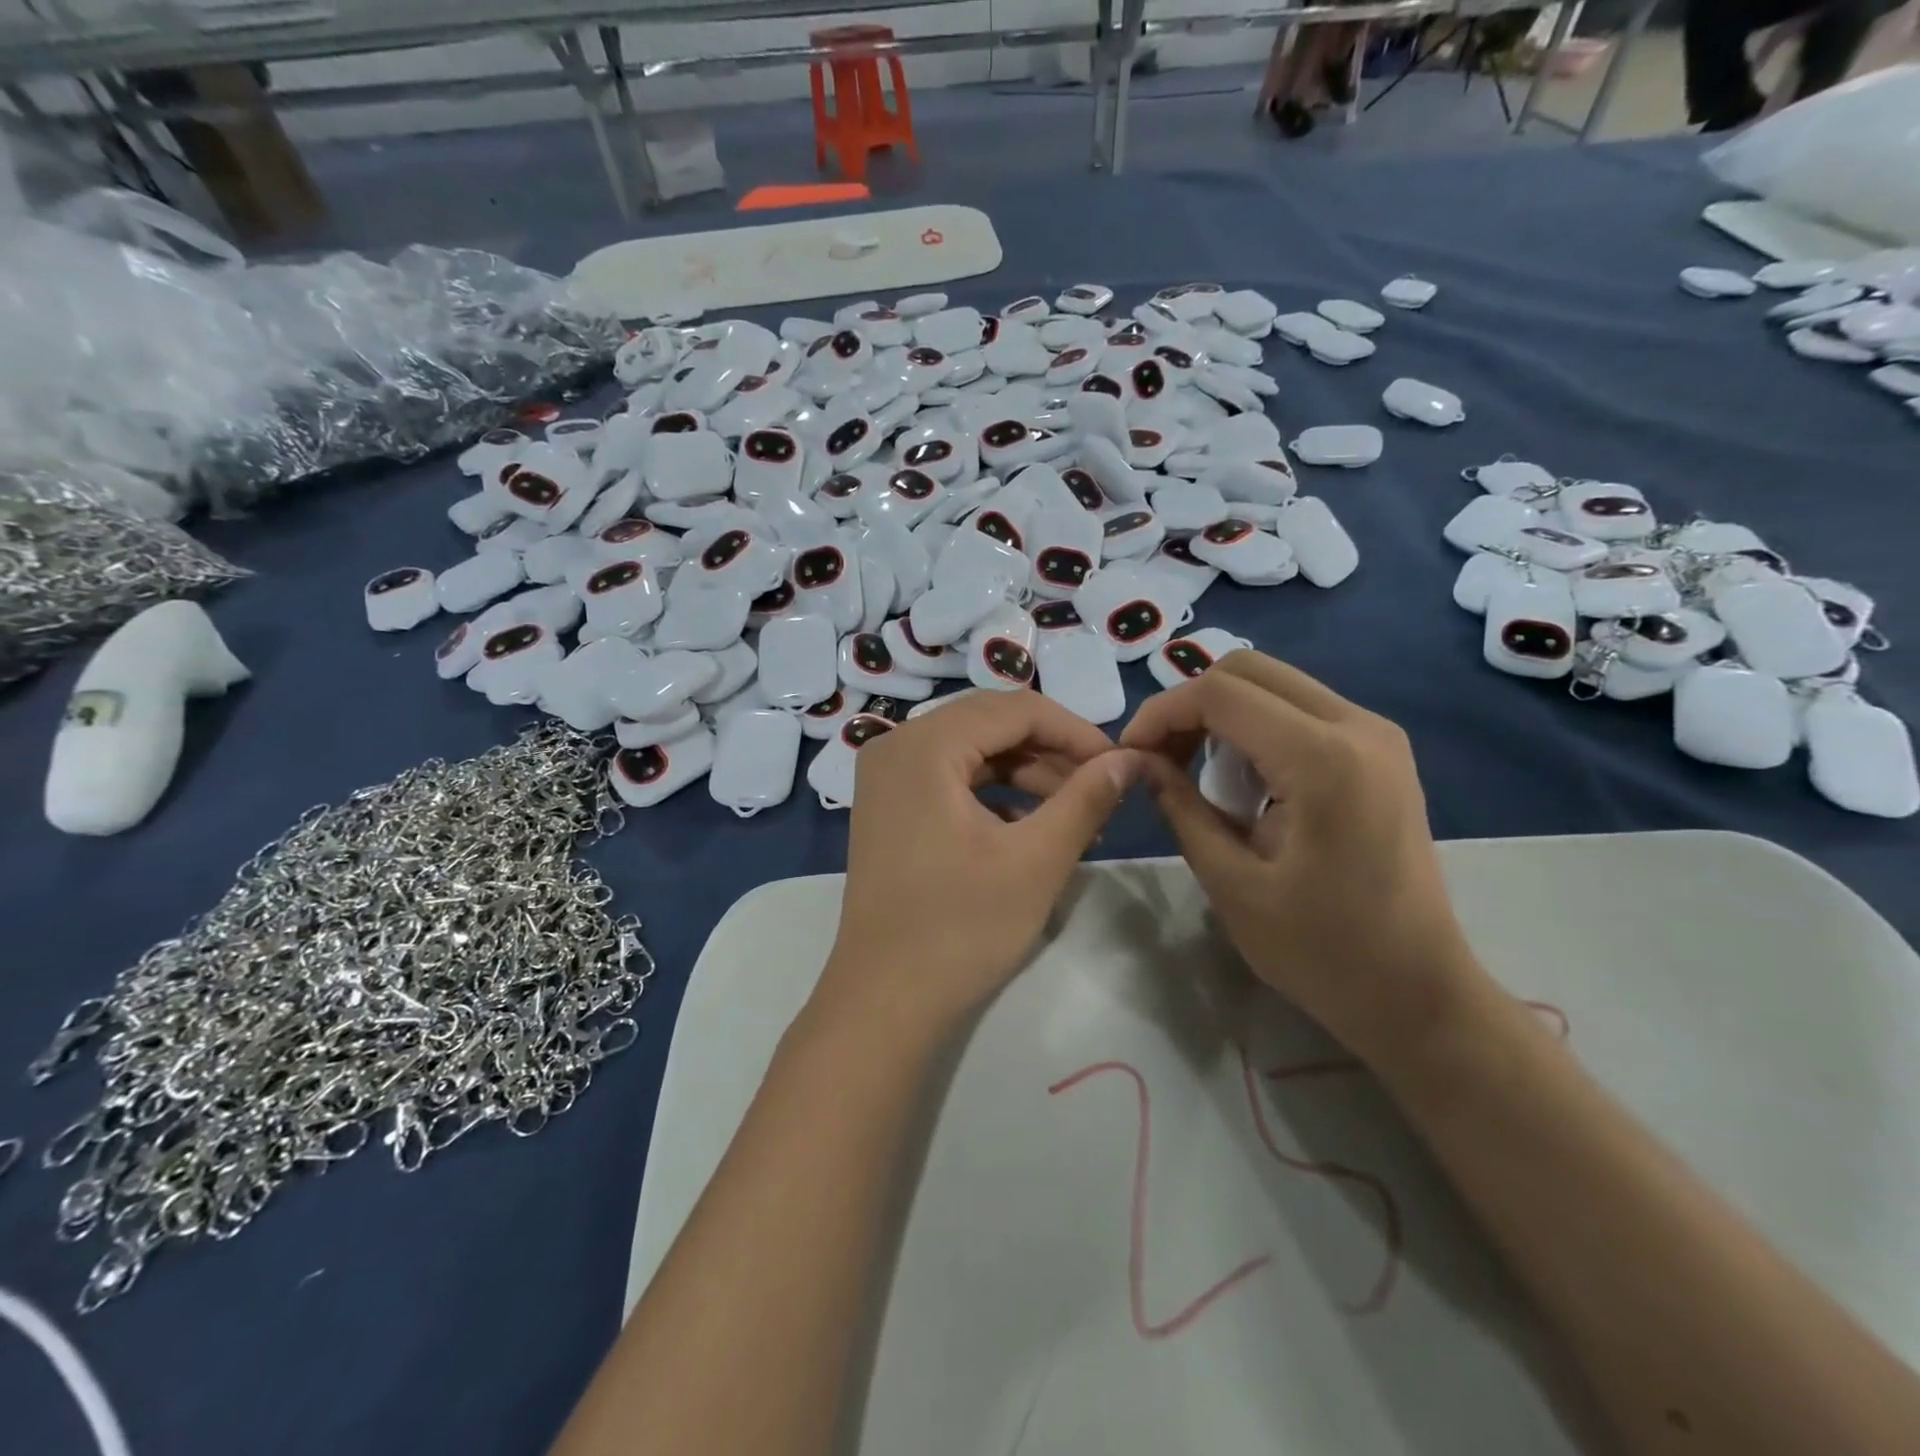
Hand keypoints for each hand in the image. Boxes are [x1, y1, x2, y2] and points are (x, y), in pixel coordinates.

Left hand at [817, 692, 1141, 1035]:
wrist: (884, 1001)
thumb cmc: (961, 929)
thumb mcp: (1037, 860)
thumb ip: (1086, 798)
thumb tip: (1131, 759)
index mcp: (924, 745)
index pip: (1016, 708)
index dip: (1075, 731)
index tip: (1119, 766)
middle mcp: (896, 745)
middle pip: (991, 724)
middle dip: (1052, 752)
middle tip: (1100, 789)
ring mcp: (886, 777)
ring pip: (973, 752)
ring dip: (1027, 774)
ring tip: (1076, 815)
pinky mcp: (888, 807)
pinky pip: (951, 779)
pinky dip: (995, 794)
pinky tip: (1030, 827)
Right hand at [1120, 652, 1484, 1064]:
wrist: (1419, 994)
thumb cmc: (1322, 951)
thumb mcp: (1230, 883)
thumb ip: (1181, 808)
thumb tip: (1142, 761)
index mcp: (1322, 759)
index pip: (1221, 693)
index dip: (1162, 713)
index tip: (1130, 754)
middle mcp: (1358, 726)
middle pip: (1249, 670)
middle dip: (1190, 705)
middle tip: (1162, 760)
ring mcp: (1377, 734)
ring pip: (1275, 684)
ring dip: (1223, 715)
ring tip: (1197, 773)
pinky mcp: (1381, 751)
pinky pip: (1301, 709)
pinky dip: (1256, 728)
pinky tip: (1245, 781)